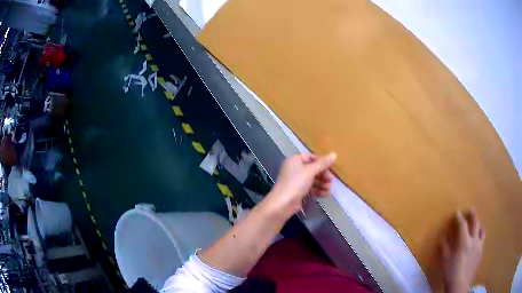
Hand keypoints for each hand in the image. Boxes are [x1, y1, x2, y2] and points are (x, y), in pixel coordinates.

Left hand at [267, 153, 336, 215]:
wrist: (283, 204)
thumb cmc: (296, 183)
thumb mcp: (311, 171)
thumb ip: (323, 163)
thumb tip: (334, 154)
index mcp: (294, 160)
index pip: (310, 157)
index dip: (321, 162)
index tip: (330, 168)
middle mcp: (294, 169)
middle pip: (312, 169)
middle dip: (323, 174)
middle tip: (331, 180)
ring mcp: (296, 181)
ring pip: (312, 179)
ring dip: (322, 183)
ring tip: (329, 188)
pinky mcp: (298, 192)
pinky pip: (310, 188)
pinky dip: (318, 190)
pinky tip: (326, 194)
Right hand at [441, 210, 484, 292]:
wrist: (459, 284)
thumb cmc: (450, 272)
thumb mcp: (444, 261)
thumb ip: (444, 247)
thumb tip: (443, 237)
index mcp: (464, 241)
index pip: (462, 225)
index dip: (459, 217)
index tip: (457, 212)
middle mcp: (473, 240)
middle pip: (475, 223)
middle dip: (472, 216)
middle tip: (470, 211)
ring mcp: (479, 245)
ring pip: (481, 230)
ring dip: (478, 225)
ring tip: (476, 224)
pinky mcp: (481, 252)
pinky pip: (483, 239)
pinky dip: (481, 235)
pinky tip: (479, 238)